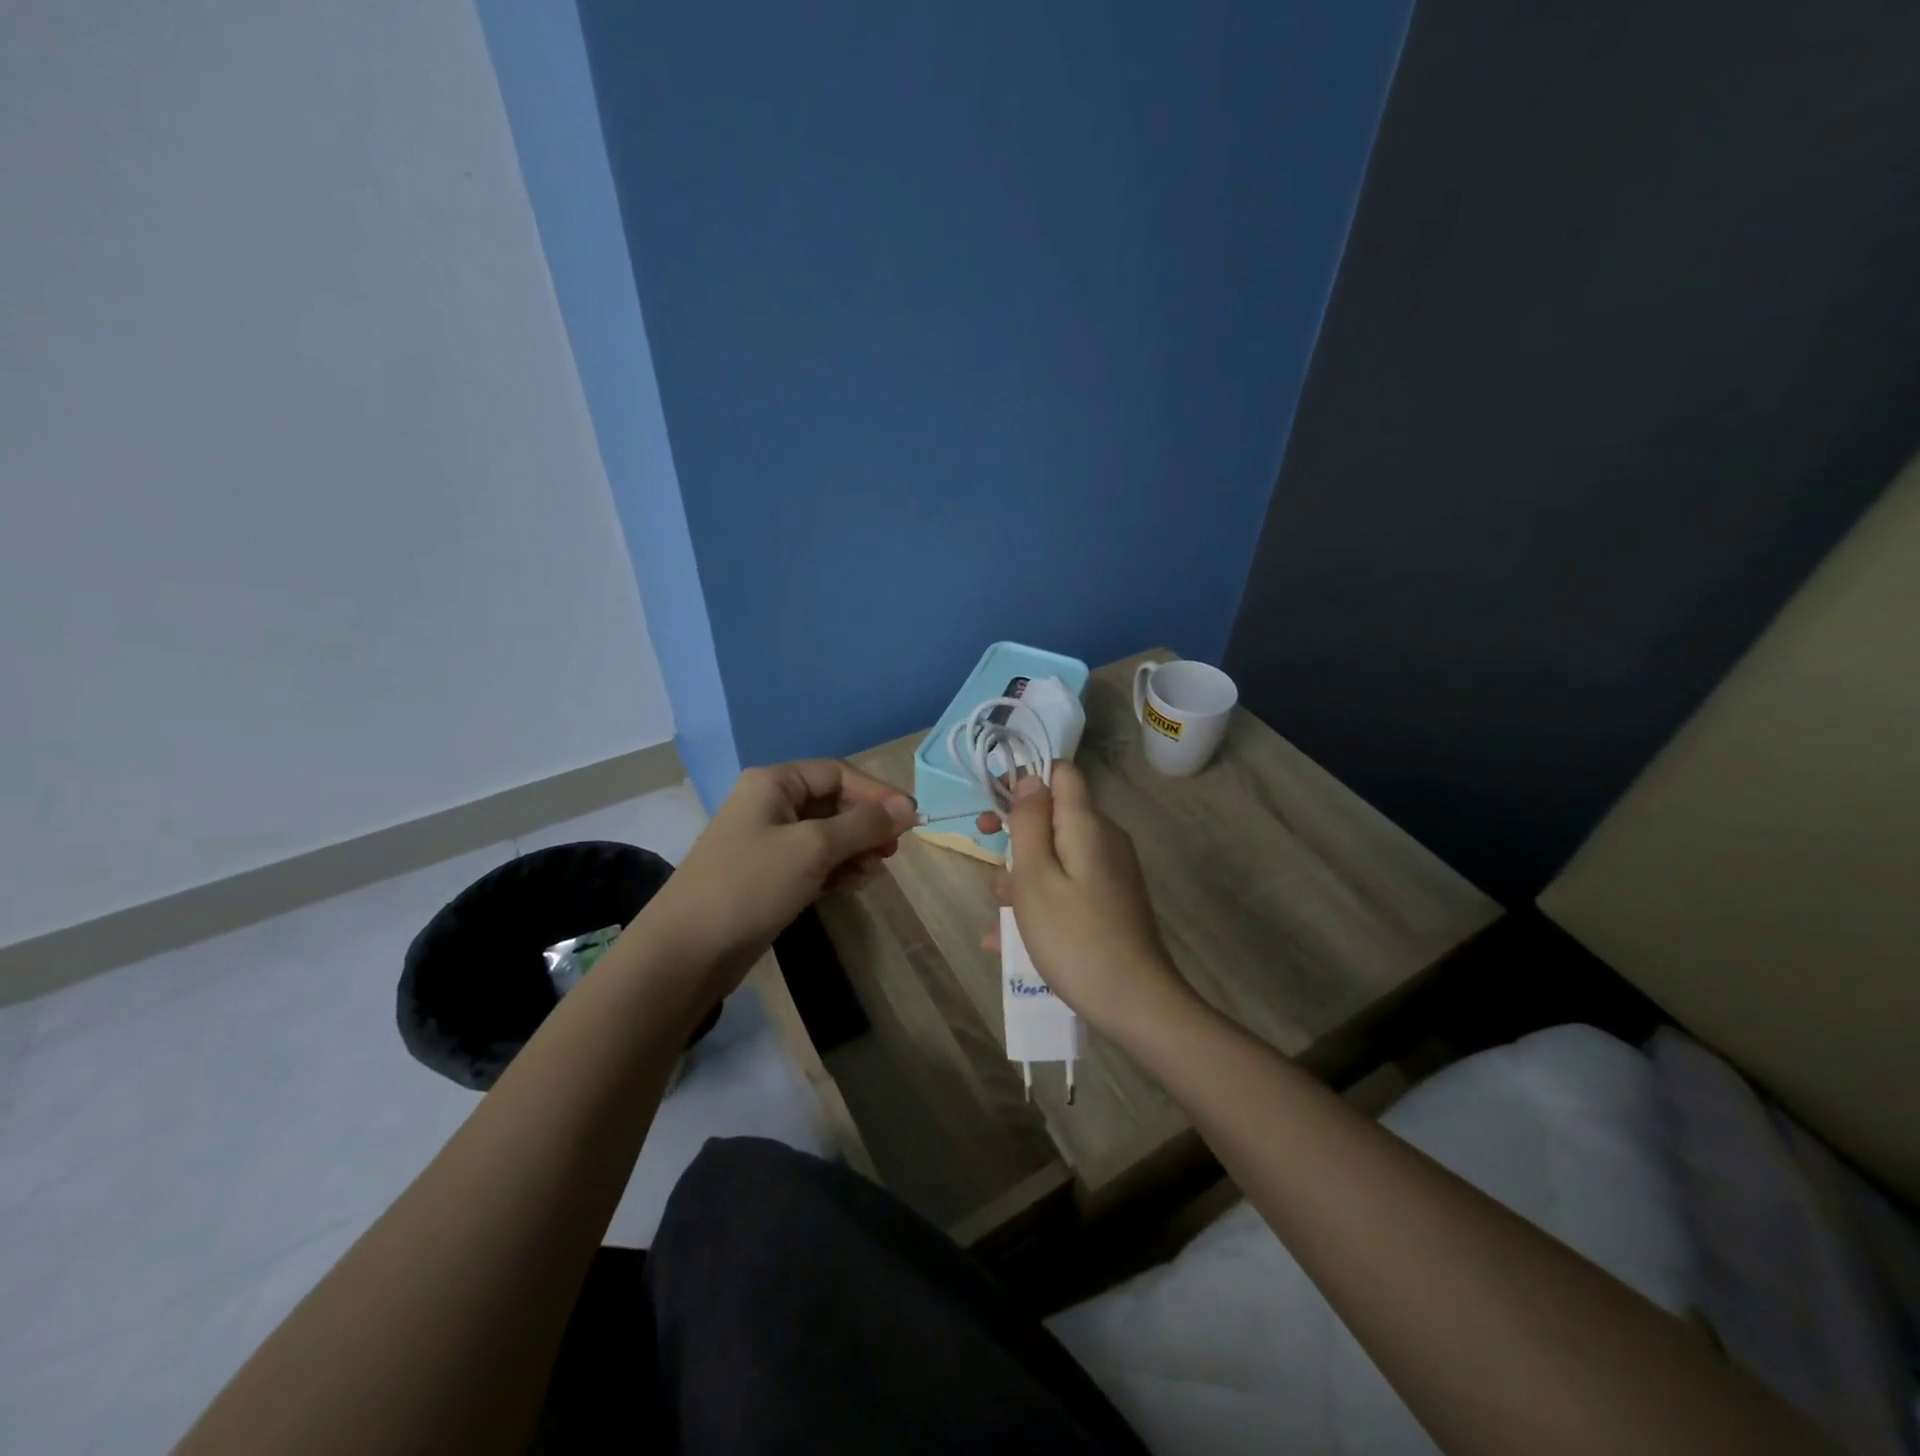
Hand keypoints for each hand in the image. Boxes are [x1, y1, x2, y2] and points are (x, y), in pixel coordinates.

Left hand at [641, 760, 915, 988]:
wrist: (687, 951)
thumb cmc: (751, 884)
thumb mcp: (813, 848)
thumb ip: (864, 825)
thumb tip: (908, 807)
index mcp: (774, 783)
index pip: (838, 774)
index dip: (876, 793)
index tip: (909, 820)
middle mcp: (771, 804)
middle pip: (834, 803)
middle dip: (866, 825)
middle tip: (891, 852)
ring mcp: (768, 842)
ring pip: (828, 835)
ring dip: (855, 850)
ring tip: (871, 873)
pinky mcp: (769, 876)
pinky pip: (815, 862)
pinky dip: (837, 869)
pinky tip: (853, 884)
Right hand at [979, 763, 1197, 1039]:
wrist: (1136, 1003)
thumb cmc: (1074, 937)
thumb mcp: (1036, 877)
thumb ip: (1030, 822)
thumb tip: (1029, 778)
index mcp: (1087, 825)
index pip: (1060, 773)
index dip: (1024, 778)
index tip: (993, 802)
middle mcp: (1104, 840)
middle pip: (1055, 816)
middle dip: (1016, 832)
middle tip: (984, 854)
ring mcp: (1111, 873)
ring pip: (1057, 856)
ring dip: (1023, 874)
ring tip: (999, 911)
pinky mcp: (1111, 902)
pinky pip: (1068, 886)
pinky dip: (1040, 900)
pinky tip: (1008, 937)